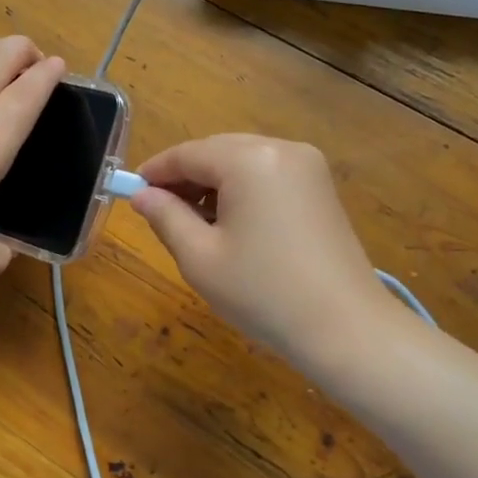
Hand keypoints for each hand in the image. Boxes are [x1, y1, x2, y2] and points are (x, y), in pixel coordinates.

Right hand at [132, 134, 389, 364]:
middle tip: (158, 210)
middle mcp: (281, 148)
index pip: (188, 153)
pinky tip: (230, 222)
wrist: (346, 329)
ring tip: (192, 222)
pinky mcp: (320, 187)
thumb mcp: (200, 258)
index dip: (155, 171)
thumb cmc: (264, 294)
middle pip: (217, 151)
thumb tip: (142, 195)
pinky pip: (267, 174)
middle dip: (185, 176)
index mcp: (249, 160)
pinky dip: (242, 189)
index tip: (130, 191)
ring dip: (212, 183)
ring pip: (242, 161)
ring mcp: (307, 166)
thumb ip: (165, 217)